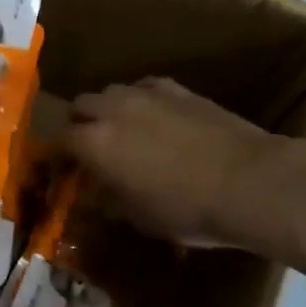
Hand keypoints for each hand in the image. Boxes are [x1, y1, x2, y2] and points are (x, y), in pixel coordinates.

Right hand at [63, 79, 272, 245]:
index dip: (56, 157)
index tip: (61, 171)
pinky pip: (145, 88)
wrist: (249, 181)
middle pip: (80, 106)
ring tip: (121, 132)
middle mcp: (113, 110)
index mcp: (95, 143)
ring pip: (112, 92)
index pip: (58, 141)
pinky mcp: (178, 89)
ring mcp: (147, 94)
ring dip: (108, 110)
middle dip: (78, 125)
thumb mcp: (138, 217)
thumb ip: (108, 199)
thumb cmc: (187, 209)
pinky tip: (154, 119)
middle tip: (88, 150)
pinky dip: (140, 101)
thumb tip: (93, 193)